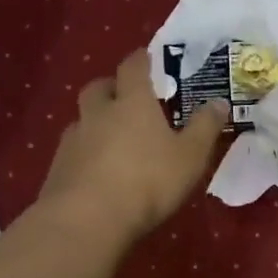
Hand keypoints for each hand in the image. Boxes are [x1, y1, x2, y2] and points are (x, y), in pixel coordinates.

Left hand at [36, 50, 228, 242]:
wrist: (88, 219)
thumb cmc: (148, 181)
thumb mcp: (190, 156)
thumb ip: (205, 127)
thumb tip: (220, 101)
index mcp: (133, 102)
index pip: (133, 67)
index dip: (141, 60)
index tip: (148, 58)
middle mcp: (99, 112)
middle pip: (99, 87)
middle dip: (112, 87)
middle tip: (127, 98)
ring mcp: (74, 139)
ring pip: (82, 118)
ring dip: (95, 120)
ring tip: (112, 137)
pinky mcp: (58, 167)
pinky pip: (72, 148)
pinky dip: (85, 151)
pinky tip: (96, 169)